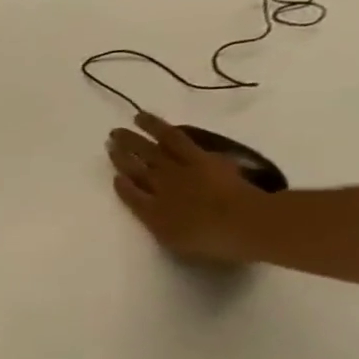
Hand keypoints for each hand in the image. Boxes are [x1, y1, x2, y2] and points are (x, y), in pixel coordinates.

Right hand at [107, 114, 273, 264]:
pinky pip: (179, 141)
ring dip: (142, 134)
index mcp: (151, 211)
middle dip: (123, 152)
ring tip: (135, 119)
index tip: (115, 176)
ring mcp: (181, 171)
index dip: (122, 184)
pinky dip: (165, 131)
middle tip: (112, 137)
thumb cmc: (211, 239)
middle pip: (137, 166)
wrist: (246, 223)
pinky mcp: (203, 159)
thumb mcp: (173, 240)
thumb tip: (140, 202)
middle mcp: (159, 186)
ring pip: (153, 149)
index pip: (130, 193)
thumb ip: (154, 221)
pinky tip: (161, 125)